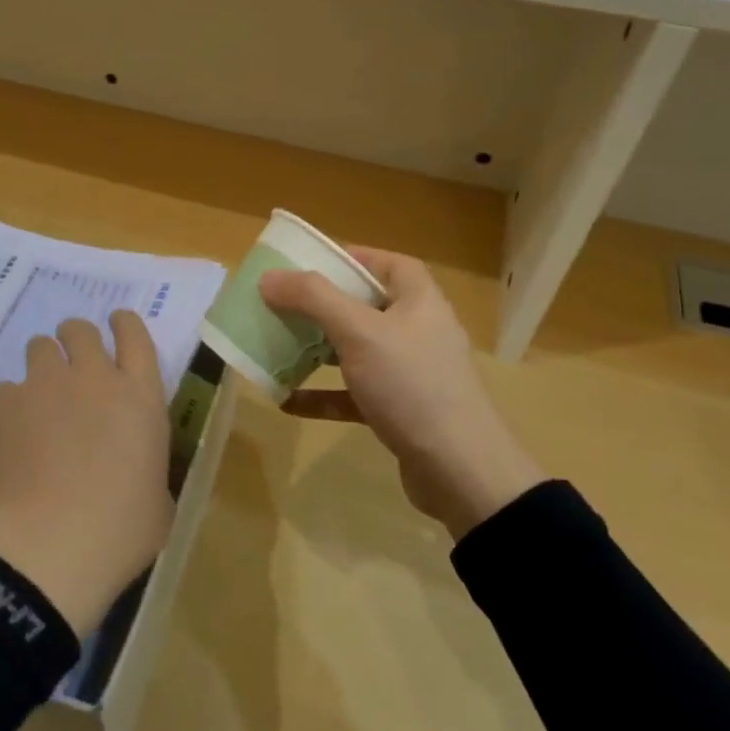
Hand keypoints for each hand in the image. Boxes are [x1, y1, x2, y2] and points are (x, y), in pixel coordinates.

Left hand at [0, 312, 172, 635]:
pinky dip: (13, 403)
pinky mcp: (6, 403)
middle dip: (77, 341)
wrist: (50, 545)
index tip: (117, 329)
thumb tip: (139, 474)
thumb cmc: (120, 531)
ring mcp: (46, 385)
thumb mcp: (159, 501)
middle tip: (75, 370)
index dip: (123, 324)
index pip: (133, 333)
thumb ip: (150, 470)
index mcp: (140, 396)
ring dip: (44, 364)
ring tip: (42, 399)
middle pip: (80, 329)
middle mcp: (93, 377)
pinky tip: (14, 434)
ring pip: (40, 346)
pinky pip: (8, 387)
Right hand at [259, 249, 544, 538]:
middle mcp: (417, 331)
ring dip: (316, 350)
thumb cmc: (411, 385)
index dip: (352, 258)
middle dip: (322, 306)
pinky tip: (286, 402)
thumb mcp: (359, 332)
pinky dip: (323, 395)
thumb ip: (312, 298)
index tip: (310, 263)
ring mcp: (410, 374)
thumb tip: (269, 277)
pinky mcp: (400, 411)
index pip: (388, 264)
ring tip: (276, 347)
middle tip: (281, 305)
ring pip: (355, 351)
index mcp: (418, 301)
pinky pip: (353, 394)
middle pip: (365, 306)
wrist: (460, 472)